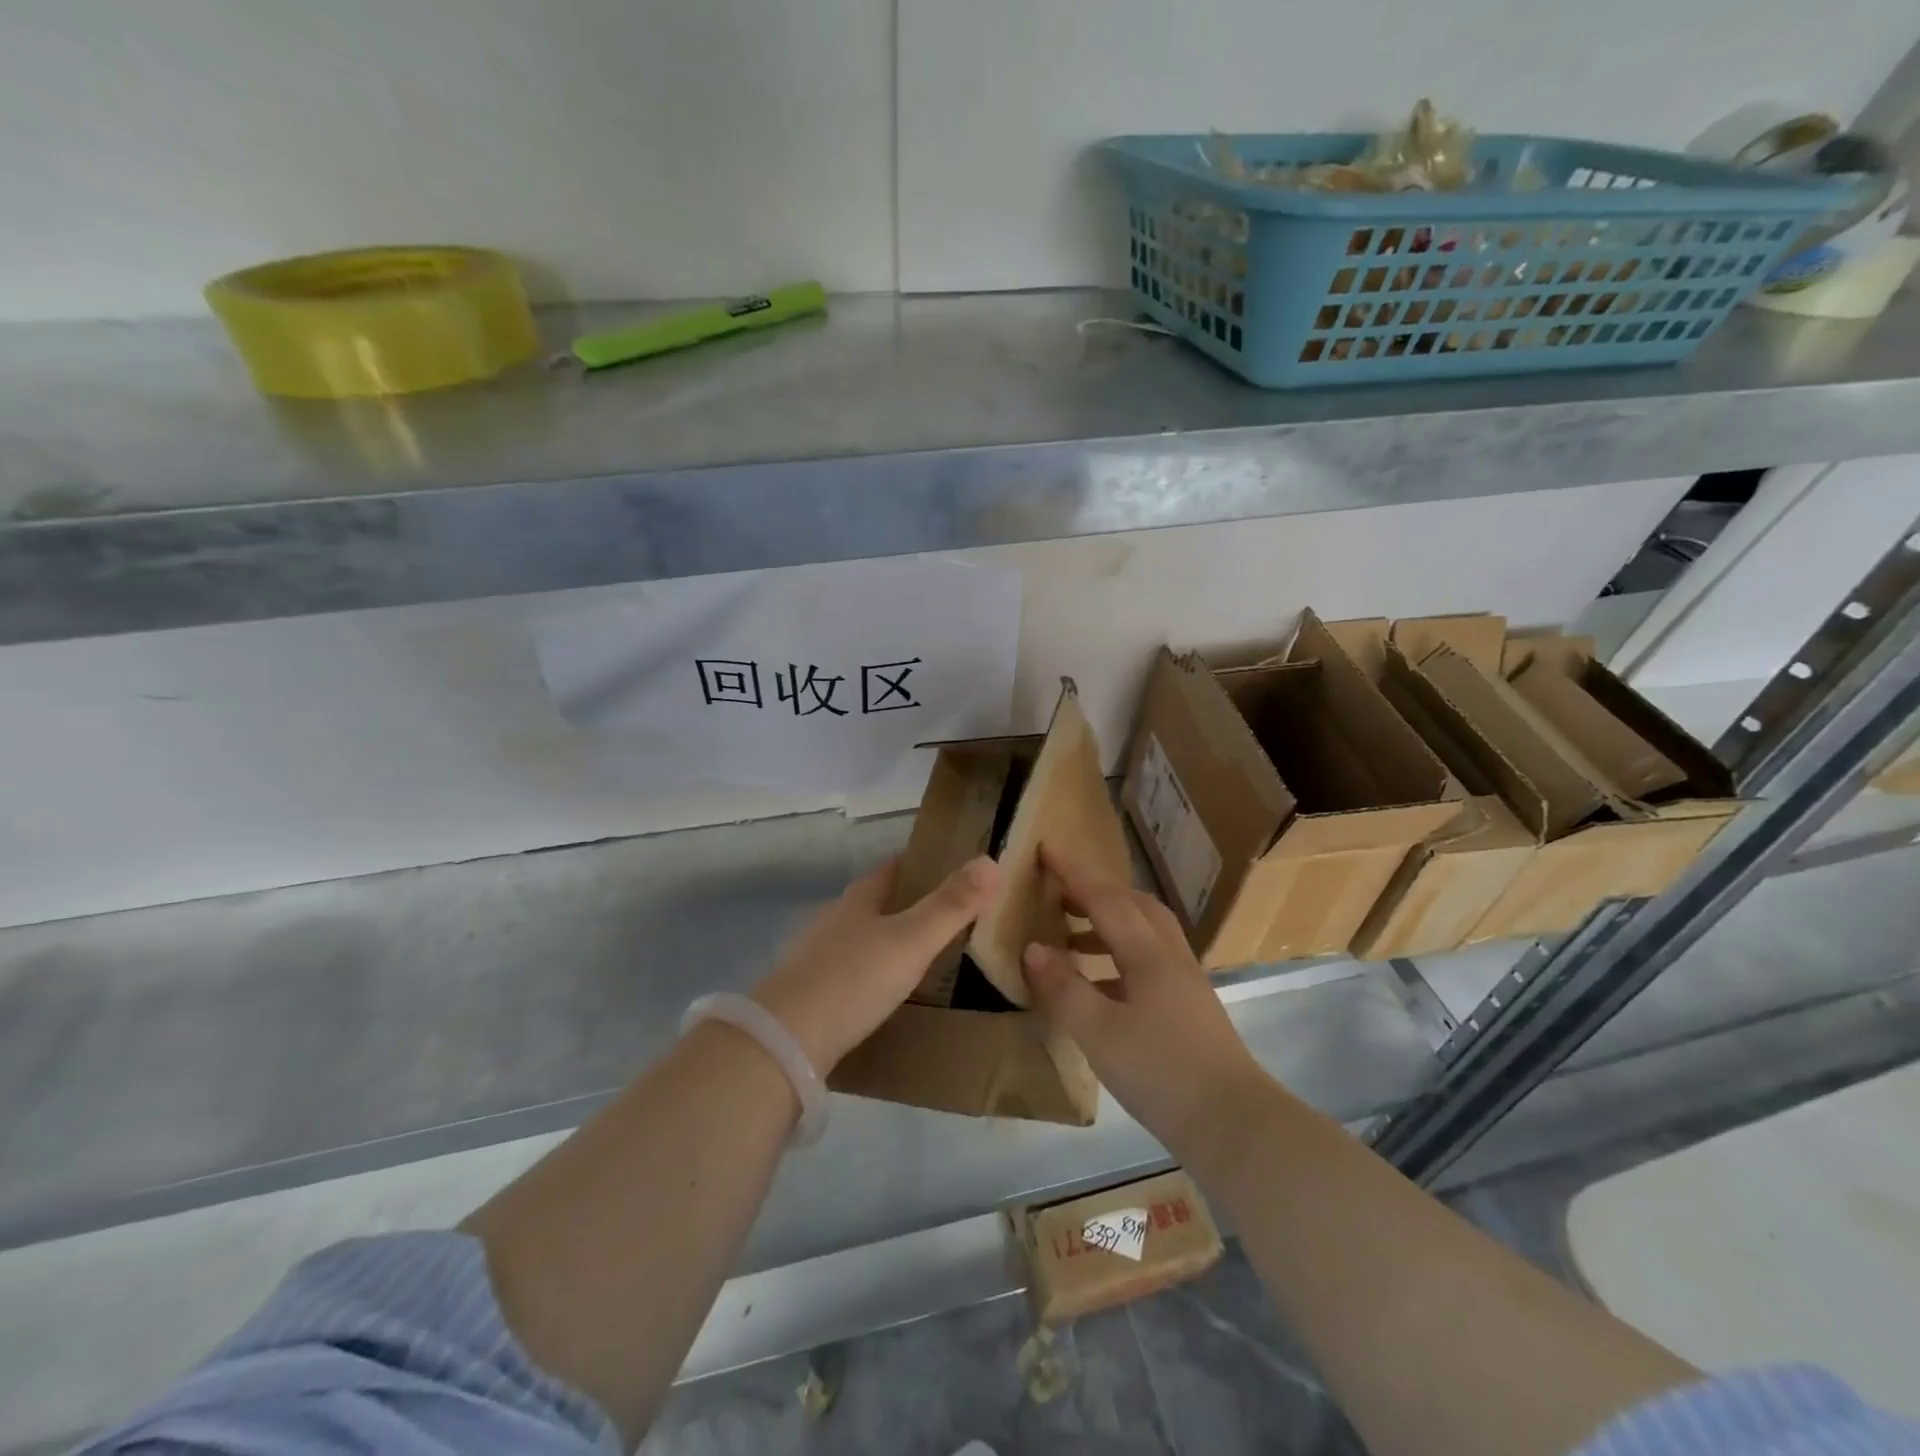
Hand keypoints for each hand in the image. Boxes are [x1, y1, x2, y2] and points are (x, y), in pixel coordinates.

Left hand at [751, 854, 1000, 1072]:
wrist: (785, 1041)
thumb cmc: (853, 980)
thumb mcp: (911, 941)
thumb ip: (951, 906)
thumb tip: (991, 861)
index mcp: (856, 902)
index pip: (887, 870)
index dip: (913, 863)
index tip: (941, 864)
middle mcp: (830, 922)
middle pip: (868, 903)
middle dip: (898, 904)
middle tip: (937, 916)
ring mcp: (811, 958)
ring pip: (852, 939)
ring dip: (878, 941)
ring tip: (912, 957)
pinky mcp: (803, 995)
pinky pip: (841, 974)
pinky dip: (862, 976)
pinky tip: (876, 995)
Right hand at [1022, 846, 1270, 1155]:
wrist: (1232, 1123)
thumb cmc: (1161, 1072)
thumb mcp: (1099, 1033)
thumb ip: (1063, 988)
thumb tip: (1033, 948)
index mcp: (1147, 953)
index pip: (1105, 897)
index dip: (1073, 871)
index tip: (1046, 847)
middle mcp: (1169, 956)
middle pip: (1133, 905)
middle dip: (1094, 891)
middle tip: (1057, 893)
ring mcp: (1184, 981)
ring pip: (1144, 931)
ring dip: (1107, 922)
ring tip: (1070, 936)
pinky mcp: (1189, 1006)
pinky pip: (1149, 959)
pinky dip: (1119, 954)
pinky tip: (1100, 984)